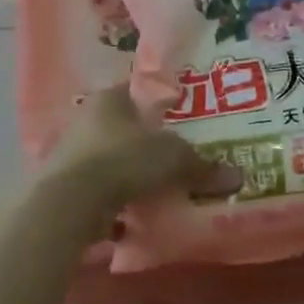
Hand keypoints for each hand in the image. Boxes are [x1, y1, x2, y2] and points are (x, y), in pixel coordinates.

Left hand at [44, 86, 241, 223]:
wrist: (70, 202)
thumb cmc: (123, 160)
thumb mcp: (173, 159)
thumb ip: (202, 166)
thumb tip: (237, 177)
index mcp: (109, 99)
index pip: (137, 91)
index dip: (160, 103)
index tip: (181, 118)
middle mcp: (86, 120)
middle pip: (123, 129)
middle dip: (146, 144)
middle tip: (176, 159)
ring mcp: (71, 155)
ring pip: (110, 160)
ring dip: (130, 174)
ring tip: (159, 189)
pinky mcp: (65, 187)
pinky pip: (100, 189)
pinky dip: (116, 199)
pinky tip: (135, 212)